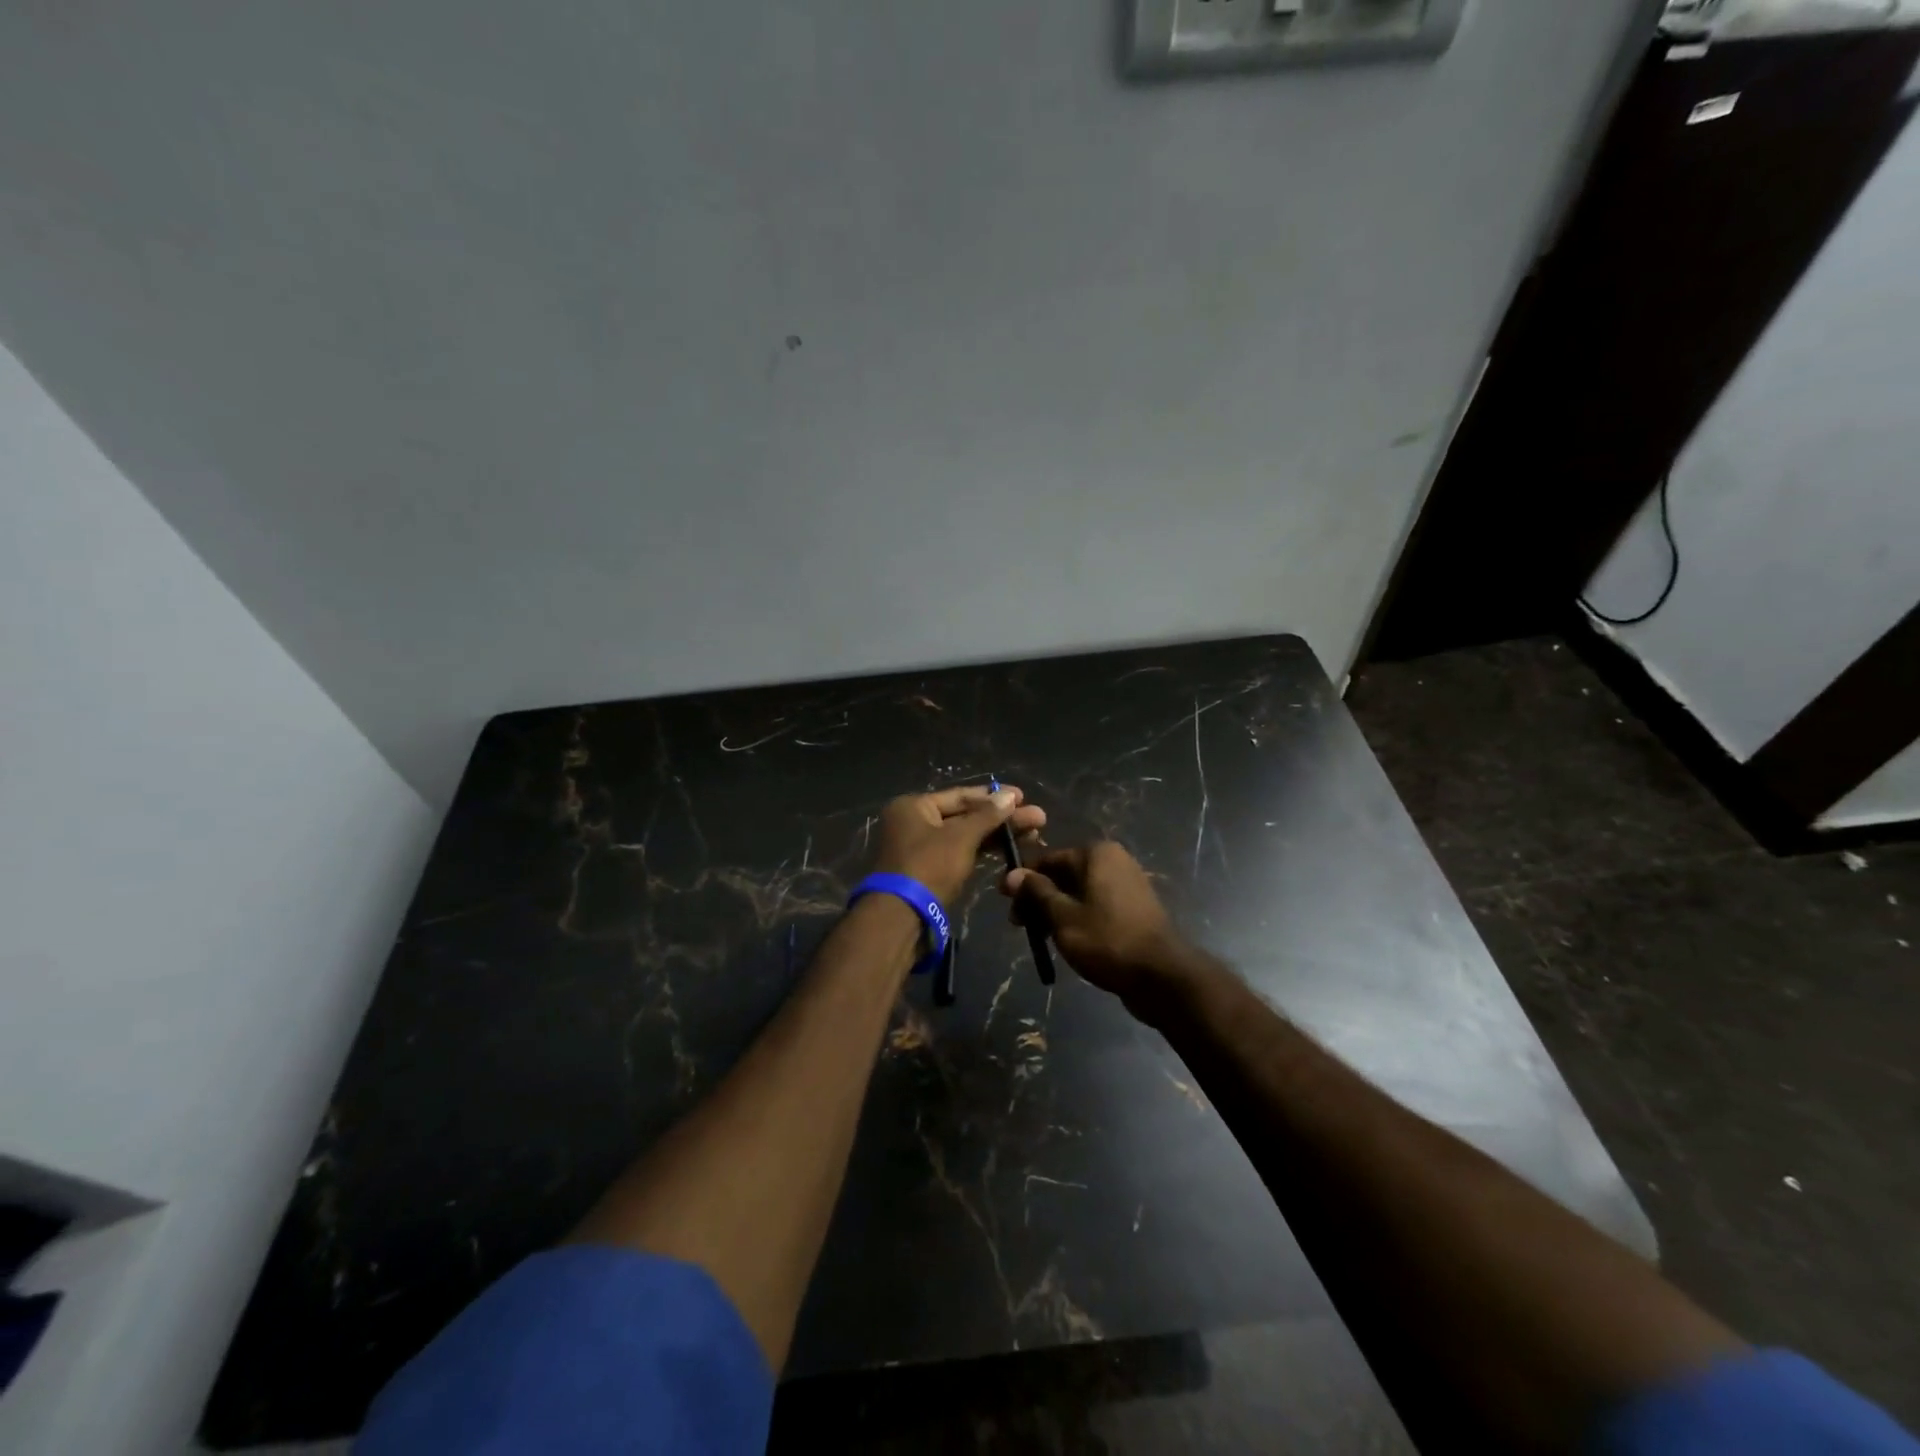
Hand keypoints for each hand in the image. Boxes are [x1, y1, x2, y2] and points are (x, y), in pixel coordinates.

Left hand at [872, 785, 1046, 907]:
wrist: (901, 918)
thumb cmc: (928, 867)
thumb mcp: (960, 838)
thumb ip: (987, 816)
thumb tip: (1010, 796)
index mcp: (914, 806)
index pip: (961, 795)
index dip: (994, 796)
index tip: (1024, 797)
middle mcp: (914, 822)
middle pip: (965, 816)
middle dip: (1002, 818)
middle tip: (1038, 819)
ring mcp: (922, 849)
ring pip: (965, 836)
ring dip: (997, 835)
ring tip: (1033, 835)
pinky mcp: (930, 872)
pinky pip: (961, 854)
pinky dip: (983, 851)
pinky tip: (1009, 850)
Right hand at [1000, 842, 1185, 1010]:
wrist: (1162, 975)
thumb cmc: (1107, 940)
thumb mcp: (1063, 917)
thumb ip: (1037, 893)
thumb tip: (1012, 874)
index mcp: (1096, 854)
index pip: (1048, 859)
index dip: (1023, 880)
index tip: (1004, 902)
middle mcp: (1114, 861)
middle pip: (1064, 874)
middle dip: (1039, 897)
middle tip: (1019, 925)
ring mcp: (1128, 884)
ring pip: (1079, 892)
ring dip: (1056, 910)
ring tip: (1040, 937)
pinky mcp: (1134, 908)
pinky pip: (1096, 905)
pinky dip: (1078, 918)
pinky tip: (1066, 940)